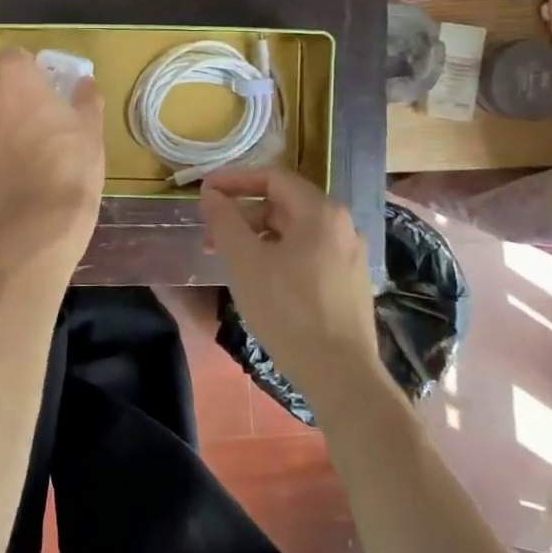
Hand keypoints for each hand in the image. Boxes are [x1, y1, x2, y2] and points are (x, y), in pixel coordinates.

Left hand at [0, 48, 104, 248]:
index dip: (29, 70)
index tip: (44, 89)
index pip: (14, 56)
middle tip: (35, 123)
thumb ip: (86, 97)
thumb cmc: (70, 163)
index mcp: (14, 78)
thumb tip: (86, 83)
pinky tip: (3, 174)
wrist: (39, 217)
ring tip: (19, 153)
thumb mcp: (91, 127)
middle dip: (11, 98)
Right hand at [198, 167, 380, 410]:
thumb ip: (225, 221)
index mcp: (320, 212)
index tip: (203, 192)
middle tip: (209, 235)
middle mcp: (341, 225)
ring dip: (256, 236)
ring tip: (228, 260)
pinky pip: (306, 252)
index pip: (272, 177)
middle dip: (242, 214)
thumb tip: (211, 195)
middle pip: (283, 203)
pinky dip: (276, 254)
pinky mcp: (348, 281)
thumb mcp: (245, 261)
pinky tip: (258, 278)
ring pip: (293, 231)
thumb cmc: (288, 310)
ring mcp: (348, 254)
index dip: (233, 180)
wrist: (341, 375)